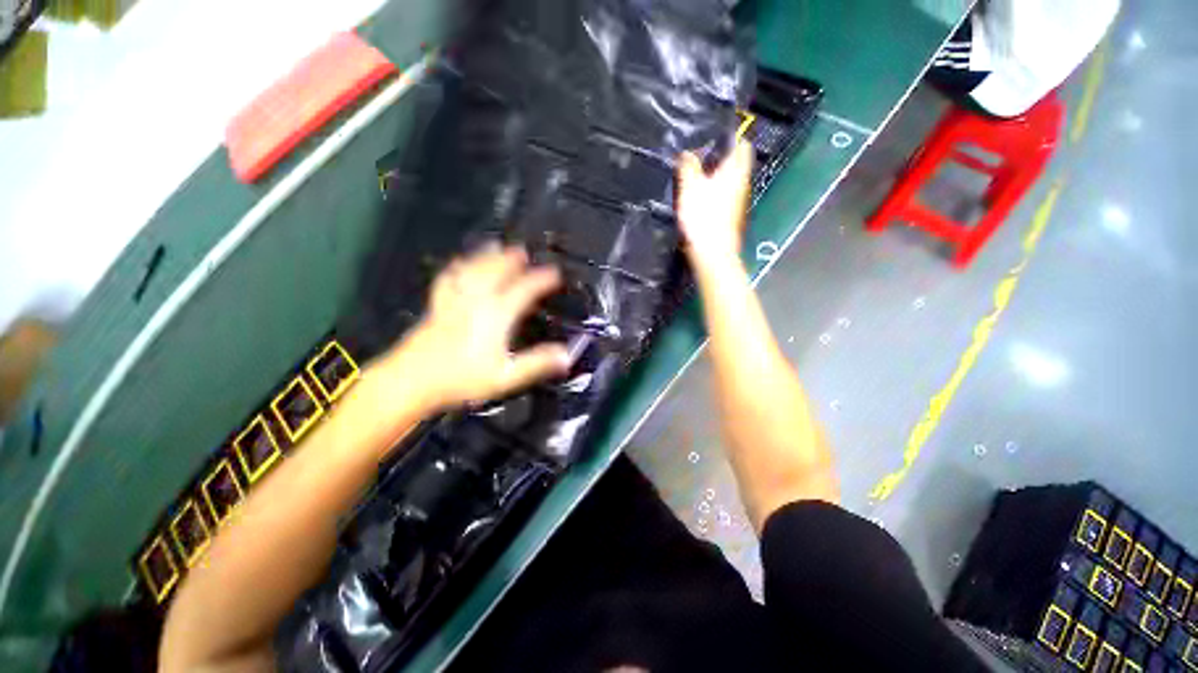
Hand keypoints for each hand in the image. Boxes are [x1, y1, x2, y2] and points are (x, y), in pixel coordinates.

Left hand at [385, 245, 570, 411]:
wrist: (412, 380)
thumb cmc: (462, 379)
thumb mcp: (506, 376)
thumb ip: (537, 364)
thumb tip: (566, 355)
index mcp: (496, 315)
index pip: (524, 289)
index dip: (542, 279)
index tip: (555, 273)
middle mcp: (476, 301)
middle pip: (497, 271)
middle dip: (512, 259)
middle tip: (524, 251)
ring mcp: (454, 300)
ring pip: (473, 270)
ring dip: (487, 256)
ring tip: (496, 247)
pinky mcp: (437, 304)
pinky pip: (449, 278)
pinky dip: (457, 267)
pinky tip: (458, 263)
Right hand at [677, 141, 752, 264]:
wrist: (713, 253)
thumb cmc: (703, 216)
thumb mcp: (690, 187)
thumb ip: (688, 167)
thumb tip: (687, 152)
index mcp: (736, 171)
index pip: (742, 145)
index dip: (732, 136)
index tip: (716, 135)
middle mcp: (742, 184)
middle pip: (736, 164)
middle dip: (721, 157)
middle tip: (701, 154)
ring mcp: (739, 203)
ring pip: (730, 181)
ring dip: (718, 176)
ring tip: (699, 175)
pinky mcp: (732, 217)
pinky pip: (725, 197)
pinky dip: (716, 193)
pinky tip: (702, 199)